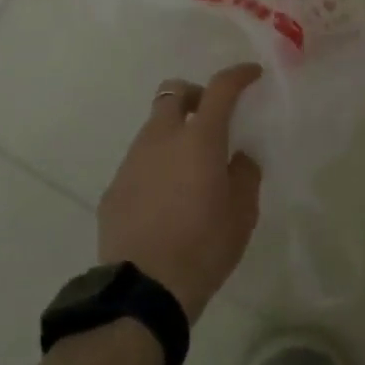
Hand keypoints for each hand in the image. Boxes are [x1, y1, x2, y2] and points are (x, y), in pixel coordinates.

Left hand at [98, 64, 264, 321]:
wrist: (144, 289)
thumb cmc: (204, 247)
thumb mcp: (242, 213)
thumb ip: (245, 174)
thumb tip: (238, 157)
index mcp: (199, 139)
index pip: (220, 89)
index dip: (238, 76)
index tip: (251, 75)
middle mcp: (161, 138)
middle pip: (173, 93)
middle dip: (194, 95)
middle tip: (211, 119)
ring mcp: (132, 161)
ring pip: (154, 128)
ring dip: (174, 133)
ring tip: (189, 168)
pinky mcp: (114, 187)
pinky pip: (139, 162)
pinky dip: (156, 166)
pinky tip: (165, 199)